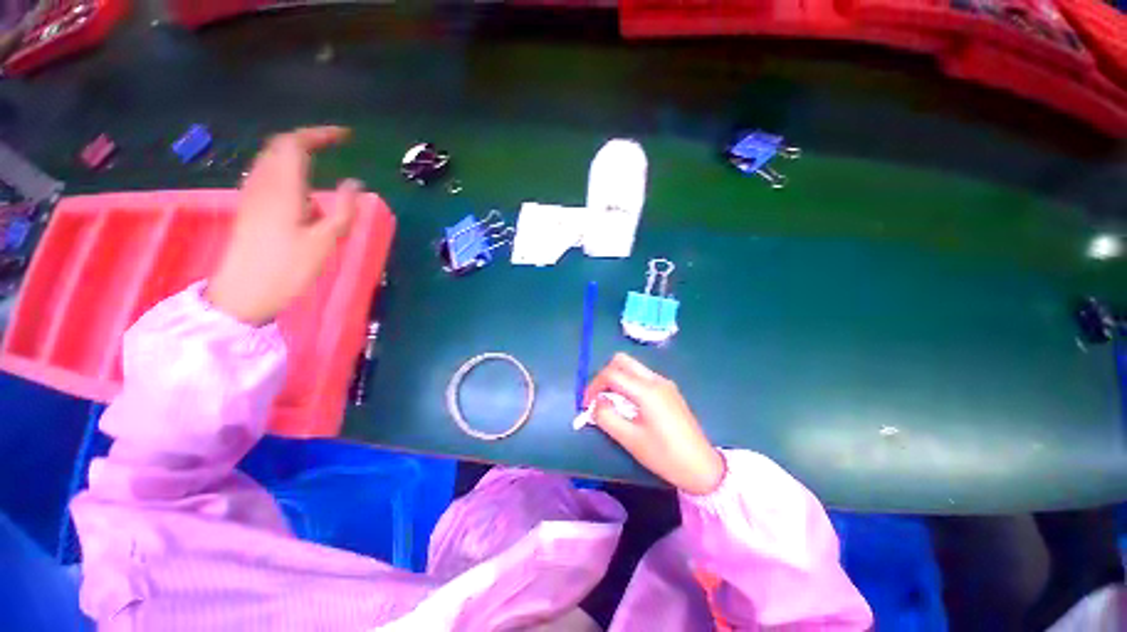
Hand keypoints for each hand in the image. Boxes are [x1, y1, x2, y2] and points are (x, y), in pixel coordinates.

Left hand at [207, 126, 361, 324]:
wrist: (244, 292)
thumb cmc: (289, 267)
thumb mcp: (326, 240)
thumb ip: (344, 209)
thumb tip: (356, 183)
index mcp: (283, 187)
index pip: (295, 143)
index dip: (319, 134)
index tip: (345, 137)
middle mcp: (263, 183)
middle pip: (280, 146)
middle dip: (307, 139)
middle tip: (333, 145)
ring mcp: (252, 194)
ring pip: (271, 158)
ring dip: (295, 153)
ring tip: (320, 161)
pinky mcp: (250, 207)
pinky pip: (267, 174)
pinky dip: (286, 168)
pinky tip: (301, 186)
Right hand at [584, 353, 724, 494]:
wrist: (702, 467)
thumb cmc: (664, 455)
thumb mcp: (630, 440)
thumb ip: (607, 417)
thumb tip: (596, 403)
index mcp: (646, 390)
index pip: (611, 373)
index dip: (594, 386)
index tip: (587, 404)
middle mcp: (656, 379)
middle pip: (622, 361)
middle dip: (605, 375)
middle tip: (599, 397)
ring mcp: (664, 383)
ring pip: (632, 367)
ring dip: (616, 379)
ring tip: (611, 402)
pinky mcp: (668, 390)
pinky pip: (642, 376)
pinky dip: (628, 383)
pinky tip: (628, 404)